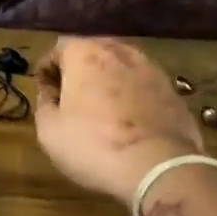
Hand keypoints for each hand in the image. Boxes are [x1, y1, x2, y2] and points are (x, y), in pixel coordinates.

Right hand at [33, 37, 203, 204]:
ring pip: (121, 67)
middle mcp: (119, 51)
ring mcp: (150, 68)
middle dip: (79, 71)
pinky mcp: (172, 89)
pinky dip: (133, 96)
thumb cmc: (94, 145)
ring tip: (102, 109)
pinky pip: (143, 86)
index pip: (57, 49)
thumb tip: (50, 93)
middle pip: (91, 52)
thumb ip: (44, 104)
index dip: (47, 71)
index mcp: (85, 53)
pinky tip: (130, 120)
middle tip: (72, 99)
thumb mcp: (49, 131)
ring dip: (108, 81)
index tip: (46, 94)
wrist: (157, 165)